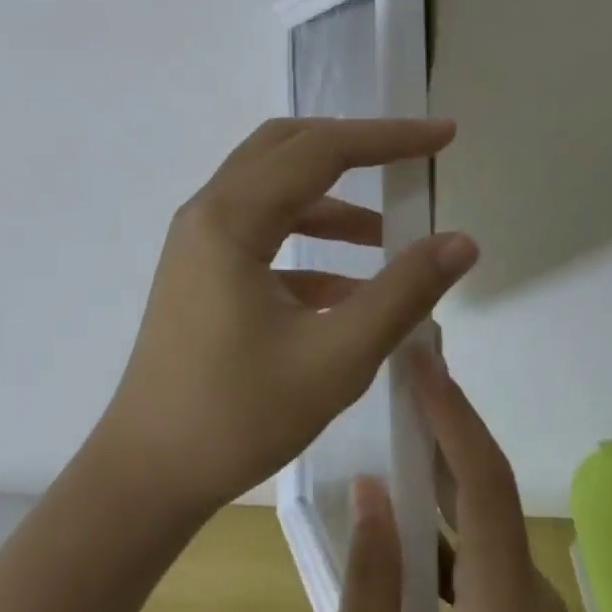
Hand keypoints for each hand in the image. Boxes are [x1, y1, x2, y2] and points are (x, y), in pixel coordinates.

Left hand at [94, 118, 477, 521]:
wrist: (149, 475)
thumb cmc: (238, 416)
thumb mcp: (335, 357)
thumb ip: (403, 292)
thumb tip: (461, 242)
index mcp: (231, 218)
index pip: (321, 150)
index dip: (388, 138)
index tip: (444, 135)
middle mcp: (209, 213)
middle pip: (288, 149)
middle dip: (354, 147)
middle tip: (411, 157)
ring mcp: (201, 243)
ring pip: (274, 191)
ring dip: (332, 200)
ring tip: (389, 232)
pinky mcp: (204, 272)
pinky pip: (263, 235)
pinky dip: (310, 242)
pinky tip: (352, 285)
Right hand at [326, 346, 579, 611]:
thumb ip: (367, 579)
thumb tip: (370, 488)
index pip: (487, 492)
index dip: (455, 420)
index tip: (422, 364)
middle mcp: (529, 594)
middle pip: (491, 485)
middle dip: (450, 414)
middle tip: (407, 358)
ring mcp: (528, 600)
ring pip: (487, 503)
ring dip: (446, 446)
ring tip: (402, 395)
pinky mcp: (514, 606)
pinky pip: (479, 532)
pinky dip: (444, 491)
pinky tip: (406, 471)